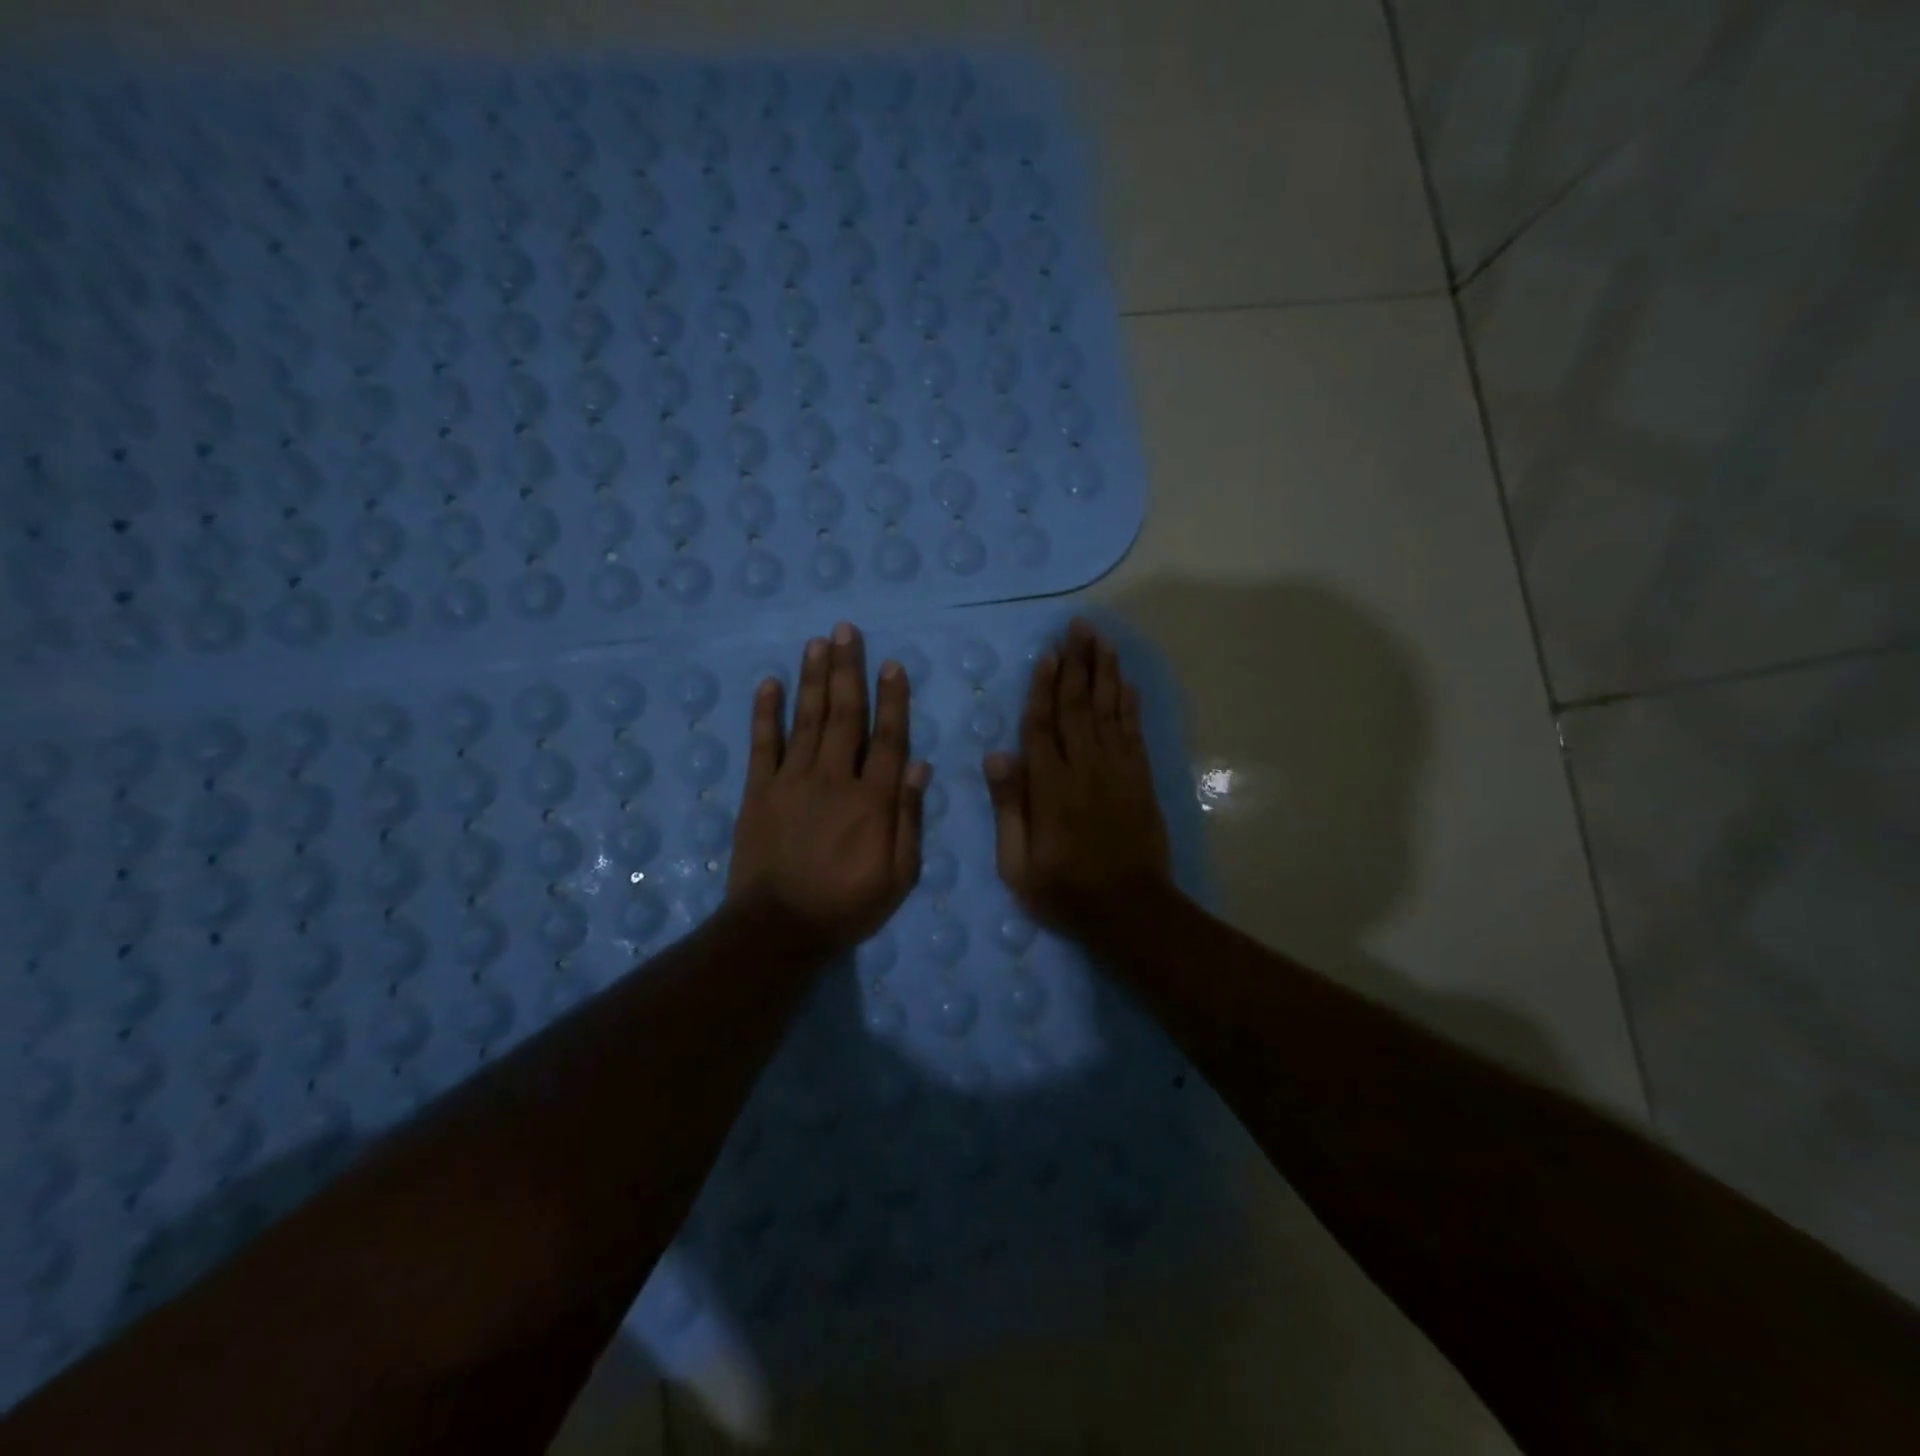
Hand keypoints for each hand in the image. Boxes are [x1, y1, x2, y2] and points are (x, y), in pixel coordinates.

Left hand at [728, 621, 930, 953]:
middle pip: (844, 715)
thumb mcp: (898, 875)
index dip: (892, 699)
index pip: (886, 737)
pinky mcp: (758, 791)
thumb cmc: (847, 905)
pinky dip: (766, 712)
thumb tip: (919, 765)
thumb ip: (908, 818)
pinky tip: (769, 683)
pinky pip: (762, 744)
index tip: (892, 664)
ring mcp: (792, 781)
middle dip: (848, 670)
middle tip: (846, 631)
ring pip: (807, 719)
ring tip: (817, 643)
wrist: (778, 929)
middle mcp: (833, 778)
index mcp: (872, 799)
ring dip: (813, 679)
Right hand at [984, 618, 1171, 941]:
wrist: (1130, 910)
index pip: (1042, 726)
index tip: (1046, 654)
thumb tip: (997, 753)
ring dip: (1105, 672)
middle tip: (1077, 627)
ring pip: (1109, 710)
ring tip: (1101, 638)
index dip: (1042, 688)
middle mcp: (1085, 768)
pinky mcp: (1140, 779)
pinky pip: (1133, 731)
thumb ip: (1008, 806)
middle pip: (1079, 706)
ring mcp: (1118, 771)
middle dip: (1077, 664)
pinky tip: (1125, 681)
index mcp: (1050, 787)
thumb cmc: (1064, 890)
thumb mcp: (1017, 863)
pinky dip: (1129, 703)